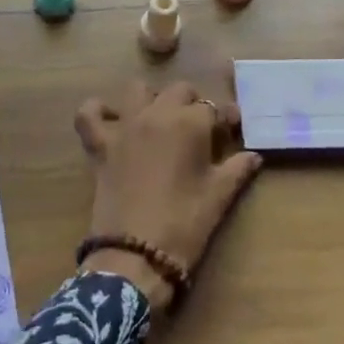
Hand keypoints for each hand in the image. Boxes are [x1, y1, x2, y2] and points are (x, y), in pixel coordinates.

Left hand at [74, 81, 262, 310]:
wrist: (136, 253)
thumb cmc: (185, 223)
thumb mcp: (219, 196)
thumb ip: (238, 169)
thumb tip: (254, 156)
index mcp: (189, 123)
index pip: (213, 108)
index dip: (224, 120)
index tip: (231, 132)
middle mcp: (156, 114)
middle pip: (179, 92)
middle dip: (192, 105)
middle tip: (199, 132)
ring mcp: (124, 127)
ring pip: (137, 90)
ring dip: (151, 100)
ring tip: (160, 122)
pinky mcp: (100, 144)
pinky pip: (89, 114)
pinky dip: (97, 111)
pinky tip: (111, 120)